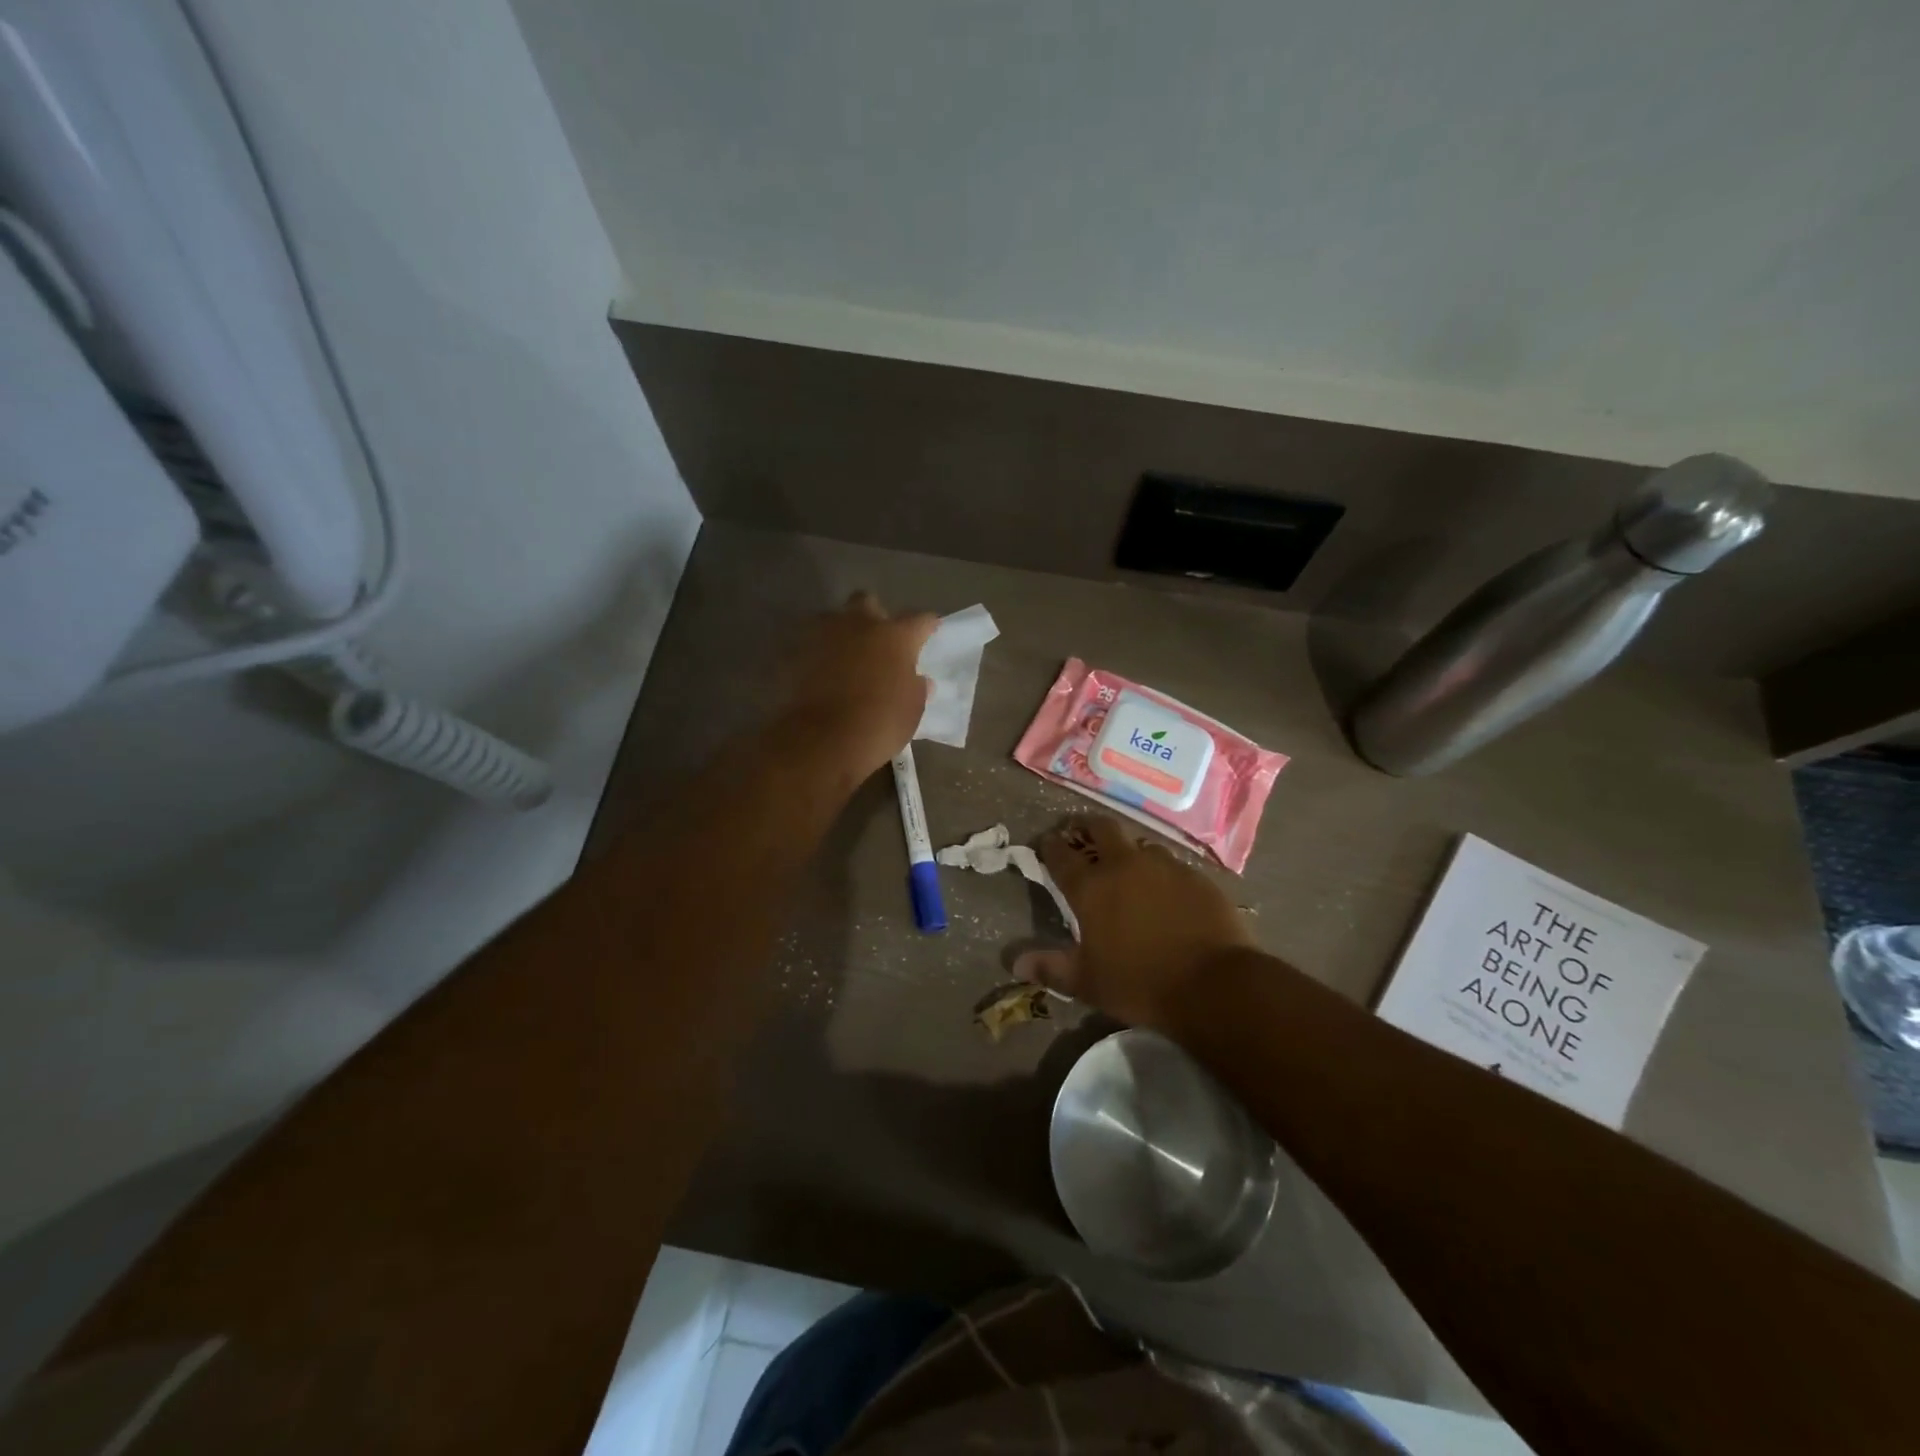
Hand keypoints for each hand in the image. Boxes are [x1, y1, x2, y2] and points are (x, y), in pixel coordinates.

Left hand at [776, 591, 937, 785]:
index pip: (919, 619)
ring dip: (841, 631)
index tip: (929, 630)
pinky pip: (810, 644)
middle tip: (877, 639)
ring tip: (844, 655)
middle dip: (873, 615)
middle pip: (867, 602)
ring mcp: (824, 634)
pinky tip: (820, 672)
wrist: (824, 739)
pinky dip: (817, 654)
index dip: (926, 625)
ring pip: (833, 619)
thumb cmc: (880, 724)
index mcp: (896, 636)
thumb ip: (916, 688)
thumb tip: (920, 680)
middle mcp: (860, 624)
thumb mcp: (912, 710)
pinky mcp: (795, 651)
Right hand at [1014, 815, 1253, 1027]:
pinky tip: (1165, 889)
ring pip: (1140, 844)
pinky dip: (1160, 871)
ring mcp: (1164, 866)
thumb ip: (1052, 968)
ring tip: (1126, 865)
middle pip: (1102, 828)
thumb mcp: (1088, 982)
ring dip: (1128, 849)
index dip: (1051, 845)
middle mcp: (1125, 865)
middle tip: (1081, 833)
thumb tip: (1015, 963)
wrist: (1214, 984)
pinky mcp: (1196, 876)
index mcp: (1091, 887)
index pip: (1061, 855)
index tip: (1046, 842)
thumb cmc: (1140, 983)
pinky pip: (1171, 864)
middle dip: (1087, 826)